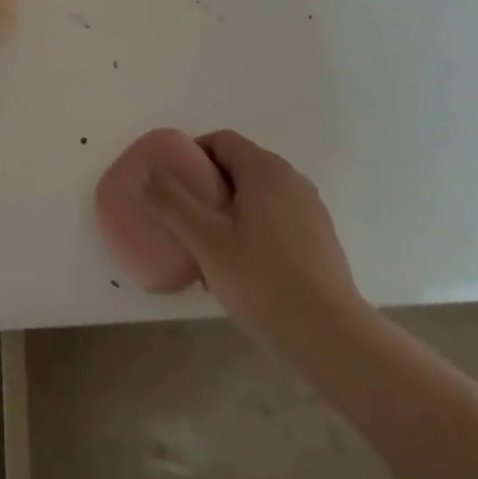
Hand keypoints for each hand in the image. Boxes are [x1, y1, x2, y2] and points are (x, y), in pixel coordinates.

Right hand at [143, 129, 371, 367]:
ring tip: (211, 248)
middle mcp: (292, 179)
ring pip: (259, 195)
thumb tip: (145, 176)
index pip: (221, 141)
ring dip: (231, 210)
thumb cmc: (262, 281)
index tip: (172, 184)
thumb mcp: (206, 240)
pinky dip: (254, 229)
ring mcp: (310, 209)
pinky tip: (244, 268)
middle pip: (240, 166)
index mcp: (265, 169)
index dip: (191, 155)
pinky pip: (277, 219)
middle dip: (209, 186)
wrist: (332, 338)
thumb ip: (171, 202)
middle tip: (186, 218)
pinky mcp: (321, 239)